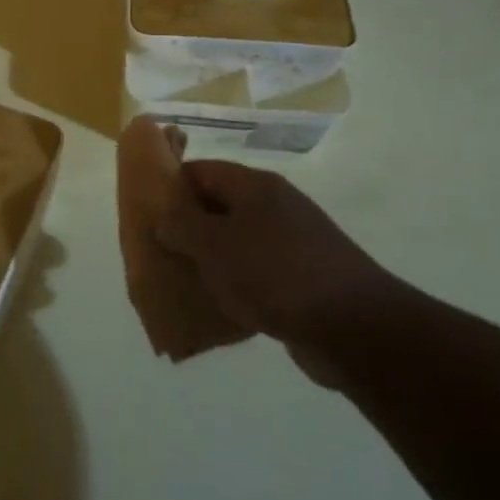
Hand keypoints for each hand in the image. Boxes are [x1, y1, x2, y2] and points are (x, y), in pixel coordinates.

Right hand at [156, 161, 401, 385]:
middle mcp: (275, 206)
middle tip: (158, 250)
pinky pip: (257, 273)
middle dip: (186, 227)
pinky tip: (219, 307)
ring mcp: (293, 242)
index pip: (200, 170)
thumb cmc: (275, 274)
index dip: (169, 186)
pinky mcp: (304, 278)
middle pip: (218, 205)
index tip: (145, 212)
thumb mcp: (214, 245)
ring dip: (210, 259)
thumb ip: (180, 226)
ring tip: (182, 280)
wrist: (354, 328)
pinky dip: (236, 285)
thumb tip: (164, 217)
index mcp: (254, 187)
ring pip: (236, 241)